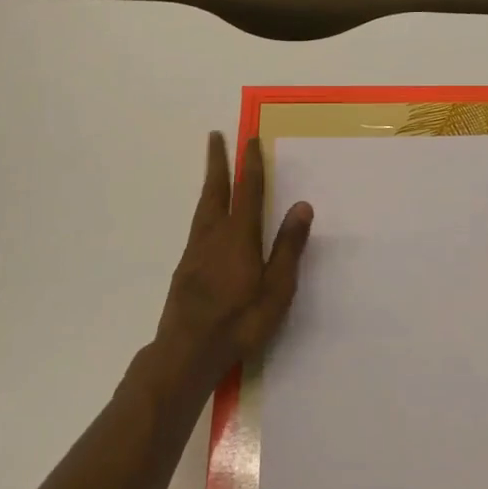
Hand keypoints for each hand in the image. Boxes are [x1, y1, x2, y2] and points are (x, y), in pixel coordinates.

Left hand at [149, 133, 313, 399]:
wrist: (187, 351)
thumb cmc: (240, 322)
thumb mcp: (276, 289)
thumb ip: (288, 246)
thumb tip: (302, 205)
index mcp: (239, 236)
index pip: (248, 191)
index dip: (250, 164)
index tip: (250, 139)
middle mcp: (214, 235)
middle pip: (216, 189)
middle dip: (217, 162)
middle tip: (215, 136)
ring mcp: (195, 250)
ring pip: (203, 205)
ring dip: (210, 182)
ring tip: (213, 168)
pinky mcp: (185, 266)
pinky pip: (198, 223)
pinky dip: (205, 206)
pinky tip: (208, 217)